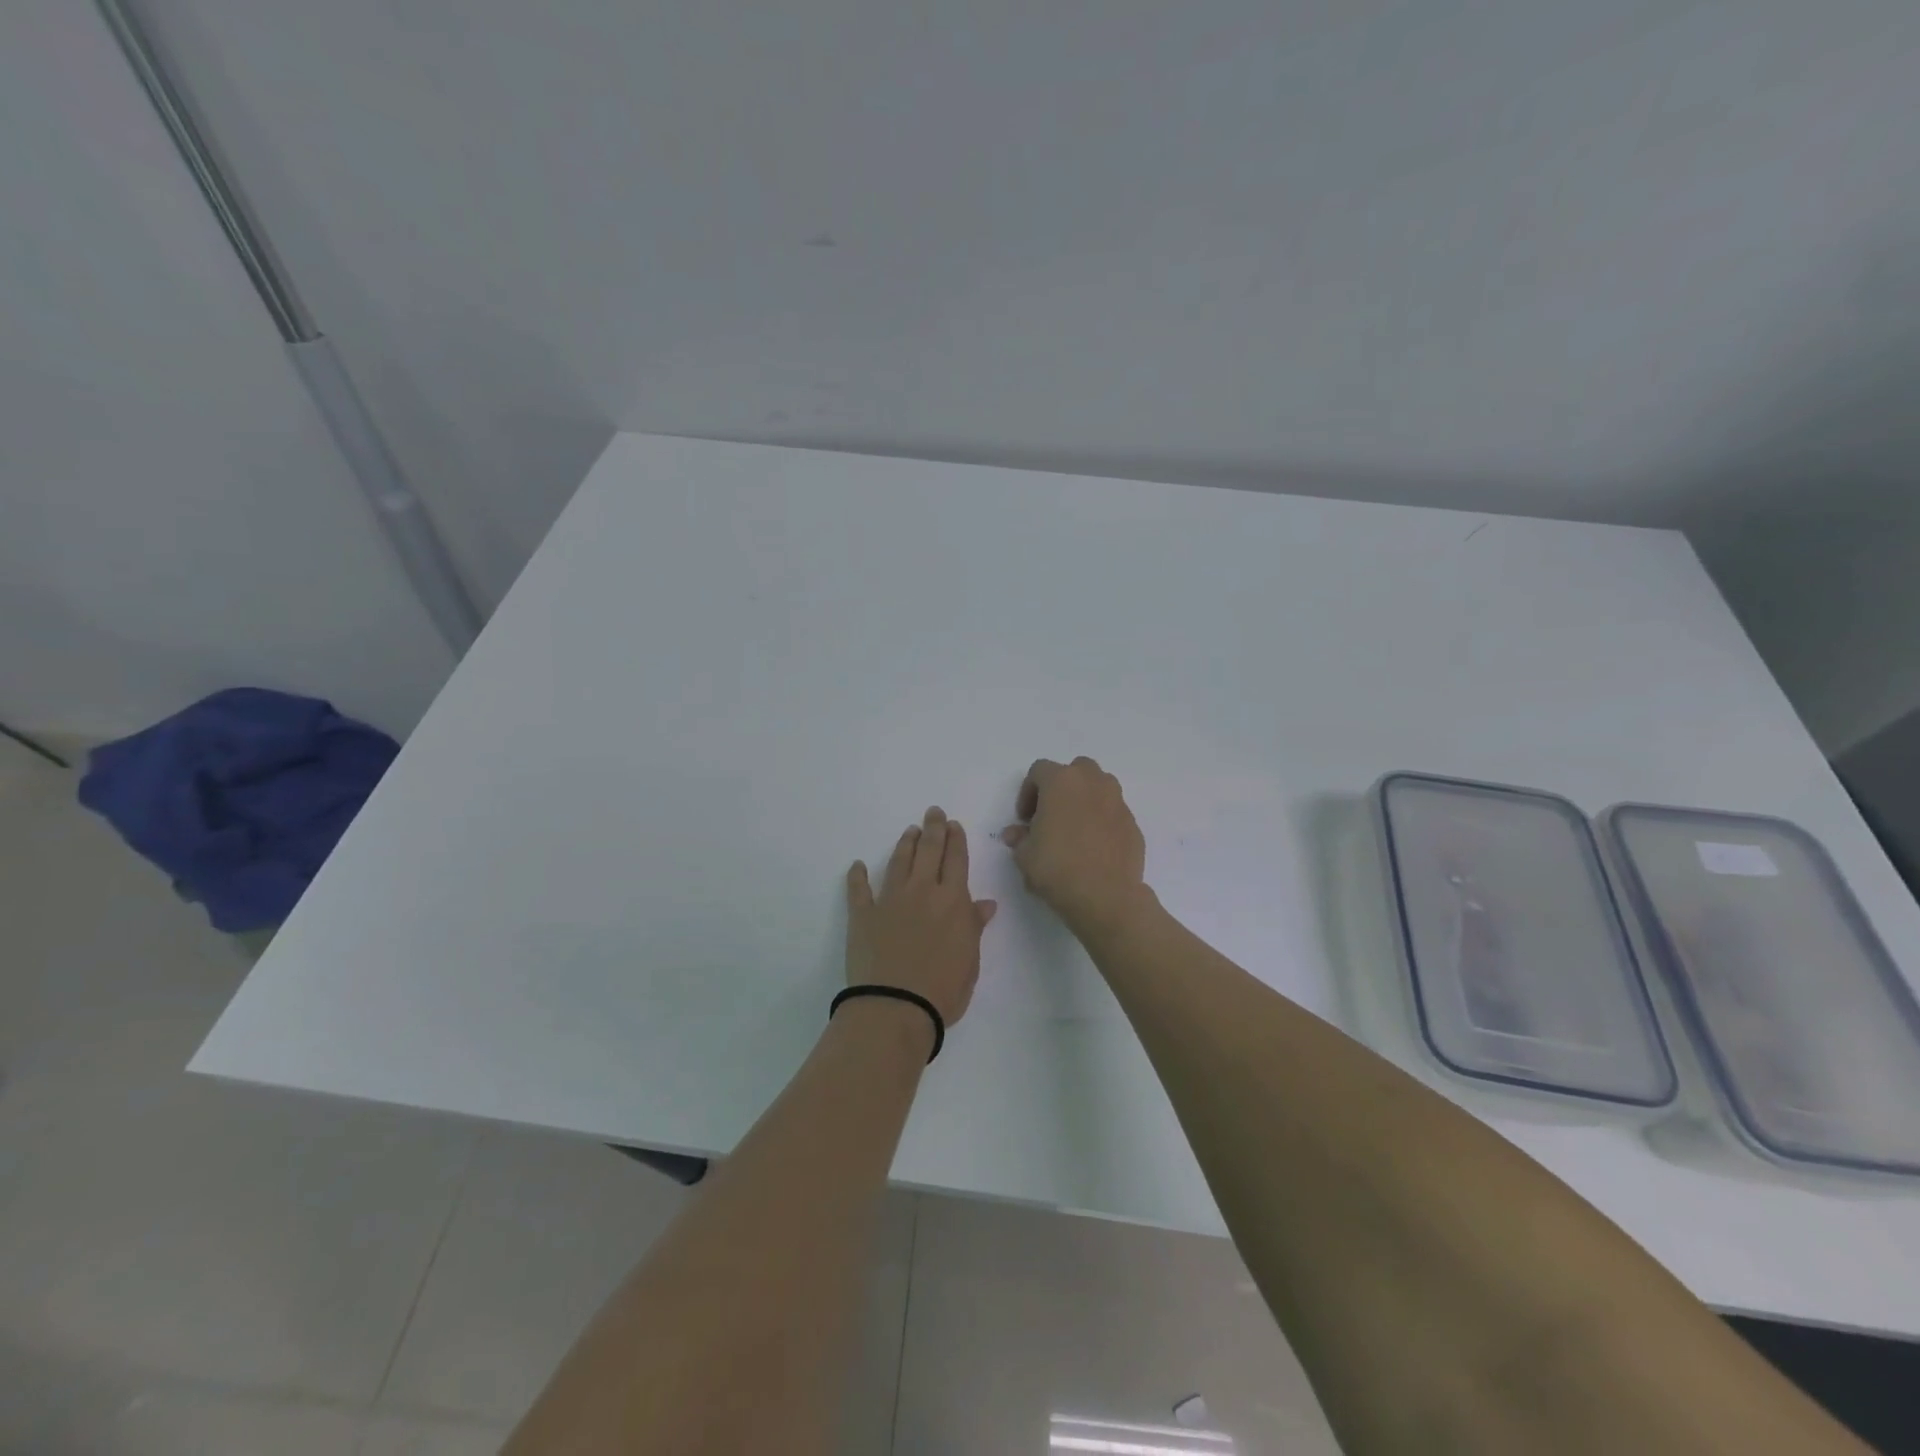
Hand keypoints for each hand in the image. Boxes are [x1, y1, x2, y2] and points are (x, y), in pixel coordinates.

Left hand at [845, 807, 997, 1033]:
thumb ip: (974, 927)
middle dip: (933, 829)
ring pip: (899, 862)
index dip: (956, 840)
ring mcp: (890, 900)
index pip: (956, 860)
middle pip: (929, 851)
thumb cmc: (943, 990)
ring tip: (909, 831)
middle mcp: (922, 891)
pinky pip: (859, 890)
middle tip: (933, 812)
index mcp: (953, 901)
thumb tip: (984, 903)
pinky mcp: (862, 915)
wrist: (895, 1006)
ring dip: (905, 844)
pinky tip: (857, 865)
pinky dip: (857, 876)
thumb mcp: (970, 961)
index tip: (953, 824)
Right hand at [1002, 757, 1148, 938]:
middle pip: (1075, 770)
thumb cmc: (1057, 868)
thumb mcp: (1025, 856)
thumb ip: (1020, 838)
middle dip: (1061, 788)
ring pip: (1100, 787)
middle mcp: (1092, 783)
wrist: (1105, 896)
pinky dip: (1102, 821)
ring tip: (1074, 829)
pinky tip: (1094, 847)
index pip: (1039, 771)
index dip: (1028, 792)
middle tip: (1051, 816)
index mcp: (1062, 781)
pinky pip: (1113, 813)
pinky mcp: (1133, 824)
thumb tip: (1016, 834)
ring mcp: (1117, 802)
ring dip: (1085, 800)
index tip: (1025, 820)